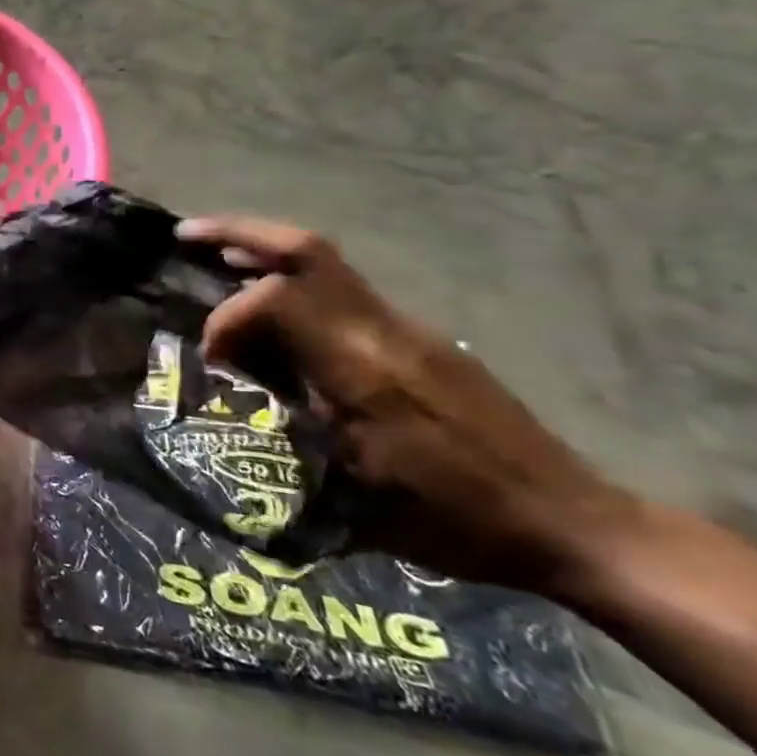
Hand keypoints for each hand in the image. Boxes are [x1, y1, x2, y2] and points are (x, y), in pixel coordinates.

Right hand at [177, 216, 639, 593]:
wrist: (570, 522)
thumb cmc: (455, 519)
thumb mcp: (355, 494)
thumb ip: (288, 432)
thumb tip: (235, 401)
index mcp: (365, 369)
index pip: (276, 300)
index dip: (227, 319)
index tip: (212, 361)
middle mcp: (384, 331)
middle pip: (307, 250)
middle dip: (239, 233)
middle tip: (185, 234)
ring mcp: (408, 327)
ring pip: (324, 262)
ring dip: (263, 251)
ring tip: (215, 258)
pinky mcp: (419, 337)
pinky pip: (343, 290)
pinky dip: (293, 282)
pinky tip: (273, 310)